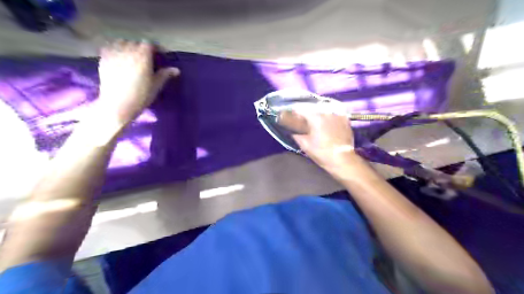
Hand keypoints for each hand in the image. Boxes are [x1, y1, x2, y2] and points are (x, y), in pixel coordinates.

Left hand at [96, 39, 180, 123]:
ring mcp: (114, 53)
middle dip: (143, 48)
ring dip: (129, 47)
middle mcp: (128, 50)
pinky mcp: (103, 58)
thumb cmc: (141, 95)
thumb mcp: (156, 85)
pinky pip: (110, 47)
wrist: (118, 104)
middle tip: (148, 59)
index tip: (161, 55)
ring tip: (133, 57)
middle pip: (136, 43)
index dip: (156, 48)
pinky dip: (116, 49)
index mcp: (142, 56)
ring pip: (122, 43)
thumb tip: (176, 69)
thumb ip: (165, 74)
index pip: (150, 44)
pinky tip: (120, 57)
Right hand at [293, 108, 357, 171]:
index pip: (301, 110)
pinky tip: (328, 124)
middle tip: (305, 122)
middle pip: (314, 109)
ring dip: (320, 115)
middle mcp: (326, 113)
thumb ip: (297, 136)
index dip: (296, 113)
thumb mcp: (305, 145)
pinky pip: (335, 115)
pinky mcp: (345, 120)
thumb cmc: (322, 153)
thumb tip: (294, 132)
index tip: (292, 117)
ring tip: (317, 123)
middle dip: (308, 114)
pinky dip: (330, 118)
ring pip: (325, 111)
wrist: (342, 159)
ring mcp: (337, 115)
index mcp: (315, 117)